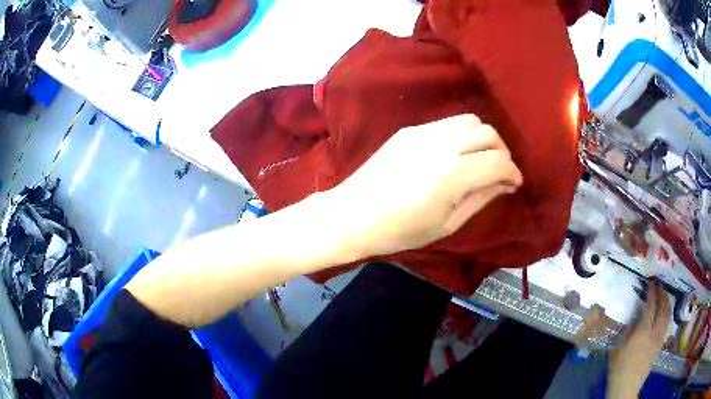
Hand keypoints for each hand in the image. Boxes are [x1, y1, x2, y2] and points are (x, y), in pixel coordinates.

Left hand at [328, 114, 522, 258]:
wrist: (352, 214)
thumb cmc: (399, 230)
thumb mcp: (447, 224)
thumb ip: (480, 198)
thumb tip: (504, 183)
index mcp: (453, 175)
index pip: (498, 162)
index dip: (513, 173)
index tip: (514, 184)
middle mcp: (442, 145)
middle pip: (488, 133)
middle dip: (502, 151)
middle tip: (499, 172)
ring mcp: (423, 133)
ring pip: (469, 120)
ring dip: (483, 138)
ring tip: (480, 159)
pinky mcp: (409, 130)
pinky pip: (446, 123)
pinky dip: (461, 135)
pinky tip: (455, 154)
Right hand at [607, 282, 670, 398]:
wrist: (626, 387)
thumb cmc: (619, 369)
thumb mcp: (618, 349)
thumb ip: (627, 332)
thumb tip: (634, 318)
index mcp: (643, 331)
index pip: (651, 306)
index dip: (652, 292)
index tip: (651, 282)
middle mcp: (654, 332)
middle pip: (662, 308)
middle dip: (662, 293)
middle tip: (659, 284)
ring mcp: (658, 338)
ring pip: (667, 315)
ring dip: (667, 302)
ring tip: (665, 294)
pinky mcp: (659, 345)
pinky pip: (667, 325)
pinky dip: (669, 314)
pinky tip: (667, 312)